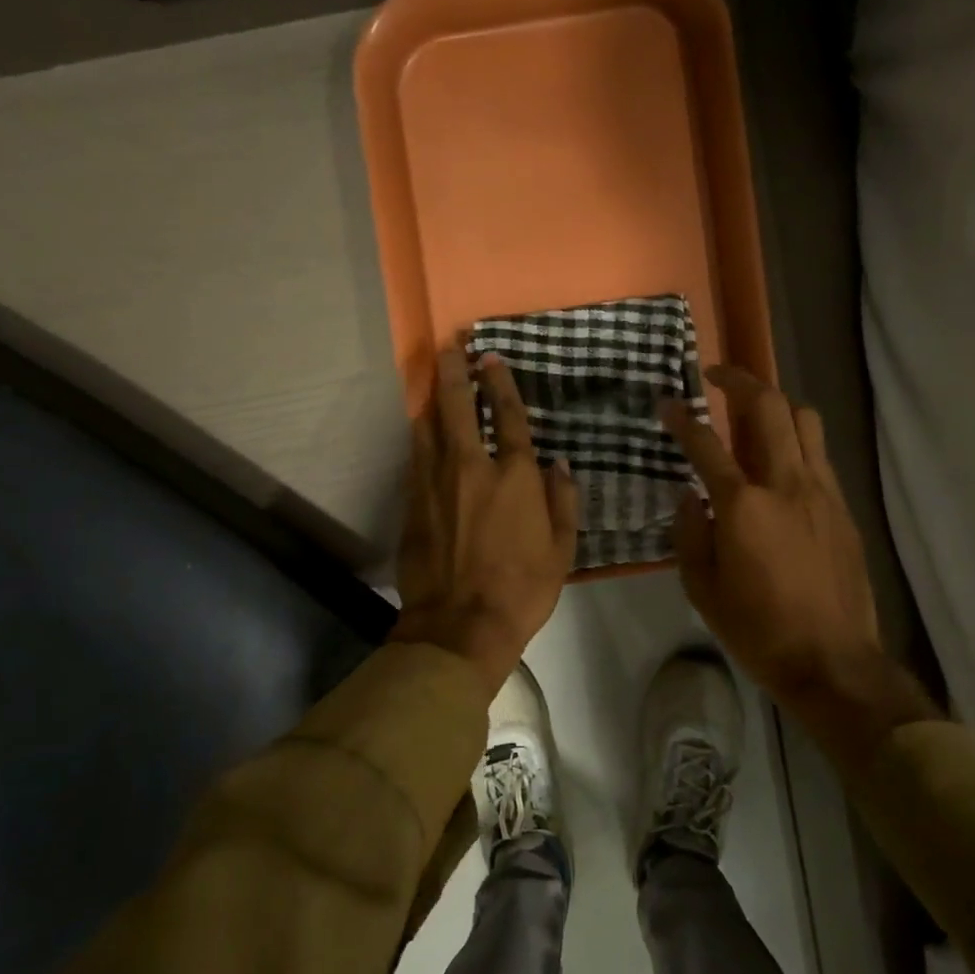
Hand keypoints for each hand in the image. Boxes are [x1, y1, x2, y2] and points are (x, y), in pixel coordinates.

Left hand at [391, 348, 578, 692]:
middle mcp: (471, 469)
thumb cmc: (521, 590)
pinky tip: (421, 428)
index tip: (492, 359)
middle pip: (457, 407)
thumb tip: (558, 465)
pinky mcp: (411, 503)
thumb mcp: (562, 550)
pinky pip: (416, 458)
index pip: (507, 417)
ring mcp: (435, 484)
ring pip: (428, 427)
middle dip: (454, 372)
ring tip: (433, 378)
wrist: (459, 626)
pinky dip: (420, 437)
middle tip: (451, 347)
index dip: (500, 384)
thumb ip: (562, 502)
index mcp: (514, 478)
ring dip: (432, 399)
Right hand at [661, 367, 902, 738]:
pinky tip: (781, 465)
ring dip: (776, 405)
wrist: (832, 660)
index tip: (667, 402)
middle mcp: (786, 484)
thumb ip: (689, 533)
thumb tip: (688, 496)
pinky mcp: (843, 508)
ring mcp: (821, 492)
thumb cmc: (757, 629)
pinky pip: (819, 456)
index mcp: (743, 506)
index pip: (706, 445)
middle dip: (740, 380)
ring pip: (805, 421)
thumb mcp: (702, 589)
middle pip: (769, 408)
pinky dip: (797, 442)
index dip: (682, 418)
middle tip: (717, 375)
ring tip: (754, 413)